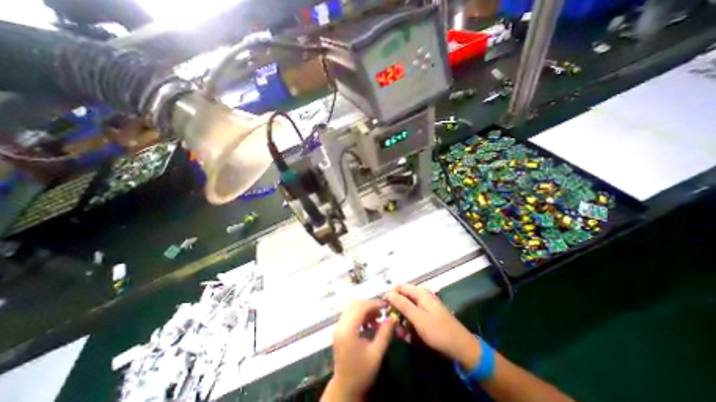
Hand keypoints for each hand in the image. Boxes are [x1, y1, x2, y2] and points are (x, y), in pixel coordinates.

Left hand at [324, 300, 393, 400]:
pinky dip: (360, 315)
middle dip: (369, 305)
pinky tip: (369, 324)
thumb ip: (384, 334)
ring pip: (351, 308)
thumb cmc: (361, 373)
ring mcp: (338, 327)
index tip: (385, 305)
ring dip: (364, 310)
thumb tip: (391, 318)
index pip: (360, 308)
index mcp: (347, 330)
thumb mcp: (376, 354)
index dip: (373, 304)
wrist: (345, 389)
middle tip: (381, 312)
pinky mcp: (339, 330)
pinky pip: (349, 315)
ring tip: (377, 318)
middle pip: (354, 305)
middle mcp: (340, 325)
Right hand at [386, 284, 480, 371]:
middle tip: (392, 324)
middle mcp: (422, 296)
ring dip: (401, 320)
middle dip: (396, 310)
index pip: (400, 287)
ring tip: (401, 334)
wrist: (461, 348)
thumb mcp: (418, 318)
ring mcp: (425, 306)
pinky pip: (413, 316)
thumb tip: (389, 293)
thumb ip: (403, 305)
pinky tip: (408, 336)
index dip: (390, 295)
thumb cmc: (439, 332)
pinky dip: (408, 324)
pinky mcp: (427, 316)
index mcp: (420, 293)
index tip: (382, 307)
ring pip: (407, 309)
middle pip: (402, 298)